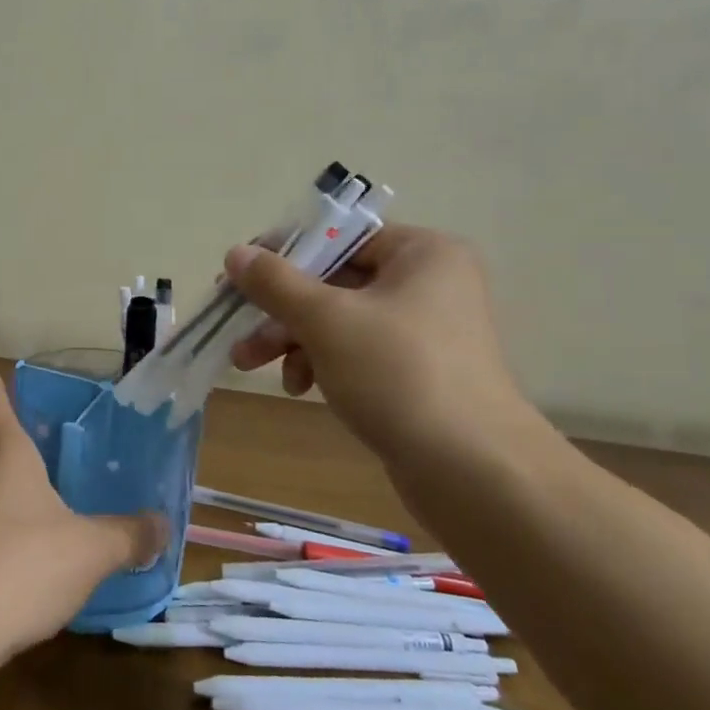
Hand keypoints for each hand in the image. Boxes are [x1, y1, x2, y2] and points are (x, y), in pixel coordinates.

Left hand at [0, 374, 166, 664]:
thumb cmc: (20, 564)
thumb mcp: (89, 550)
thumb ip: (127, 535)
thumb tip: (164, 525)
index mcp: (3, 450)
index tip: (0, 376)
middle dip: (3, 432)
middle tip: (38, 435)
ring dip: (0, 483)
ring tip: (37, 492)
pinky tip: (19, 552)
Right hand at [225, 224, 529, 463]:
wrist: (473, 472)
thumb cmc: (398, 373)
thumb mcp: (326, 320)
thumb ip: (276, 282)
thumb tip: (236, 253)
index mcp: (422, 253)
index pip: (338, 237)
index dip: (283, 254)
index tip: (239, 277)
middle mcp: (429, 283)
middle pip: (334, 281)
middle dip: (280, 310)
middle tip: (237, 329)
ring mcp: (425, 331)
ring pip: (340, 320)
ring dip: (292, 340)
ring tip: (250, 365)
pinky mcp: (418, 373)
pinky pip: (357, 352)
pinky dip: (322, 363)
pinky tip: (300, 388)